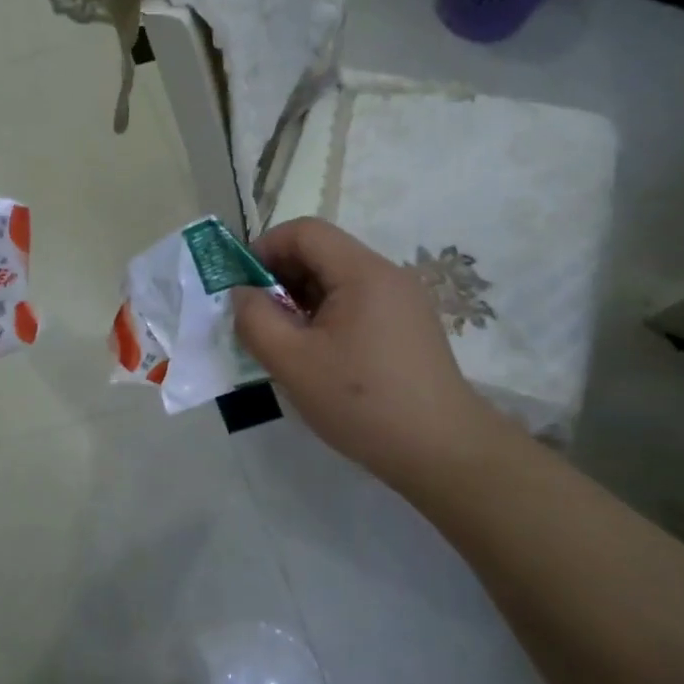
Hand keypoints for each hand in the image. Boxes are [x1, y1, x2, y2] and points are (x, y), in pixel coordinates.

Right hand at [234, 218, 500, 493]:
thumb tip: (243, 294)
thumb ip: (255, 319)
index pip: (305, 231)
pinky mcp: (408, 327)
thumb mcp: (292, 362)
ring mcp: (403, 302)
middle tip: (258, 320)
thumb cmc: (361, 402)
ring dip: (300, 300)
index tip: (242, 287)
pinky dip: (325, 317)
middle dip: (280, 277)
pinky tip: (318, 357)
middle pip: (322, 253)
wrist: (441, 452)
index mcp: (362, 273)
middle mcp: (388, 275)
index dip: (265, 248)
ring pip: (337, 281)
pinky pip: (356, 304)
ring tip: (284, 342)